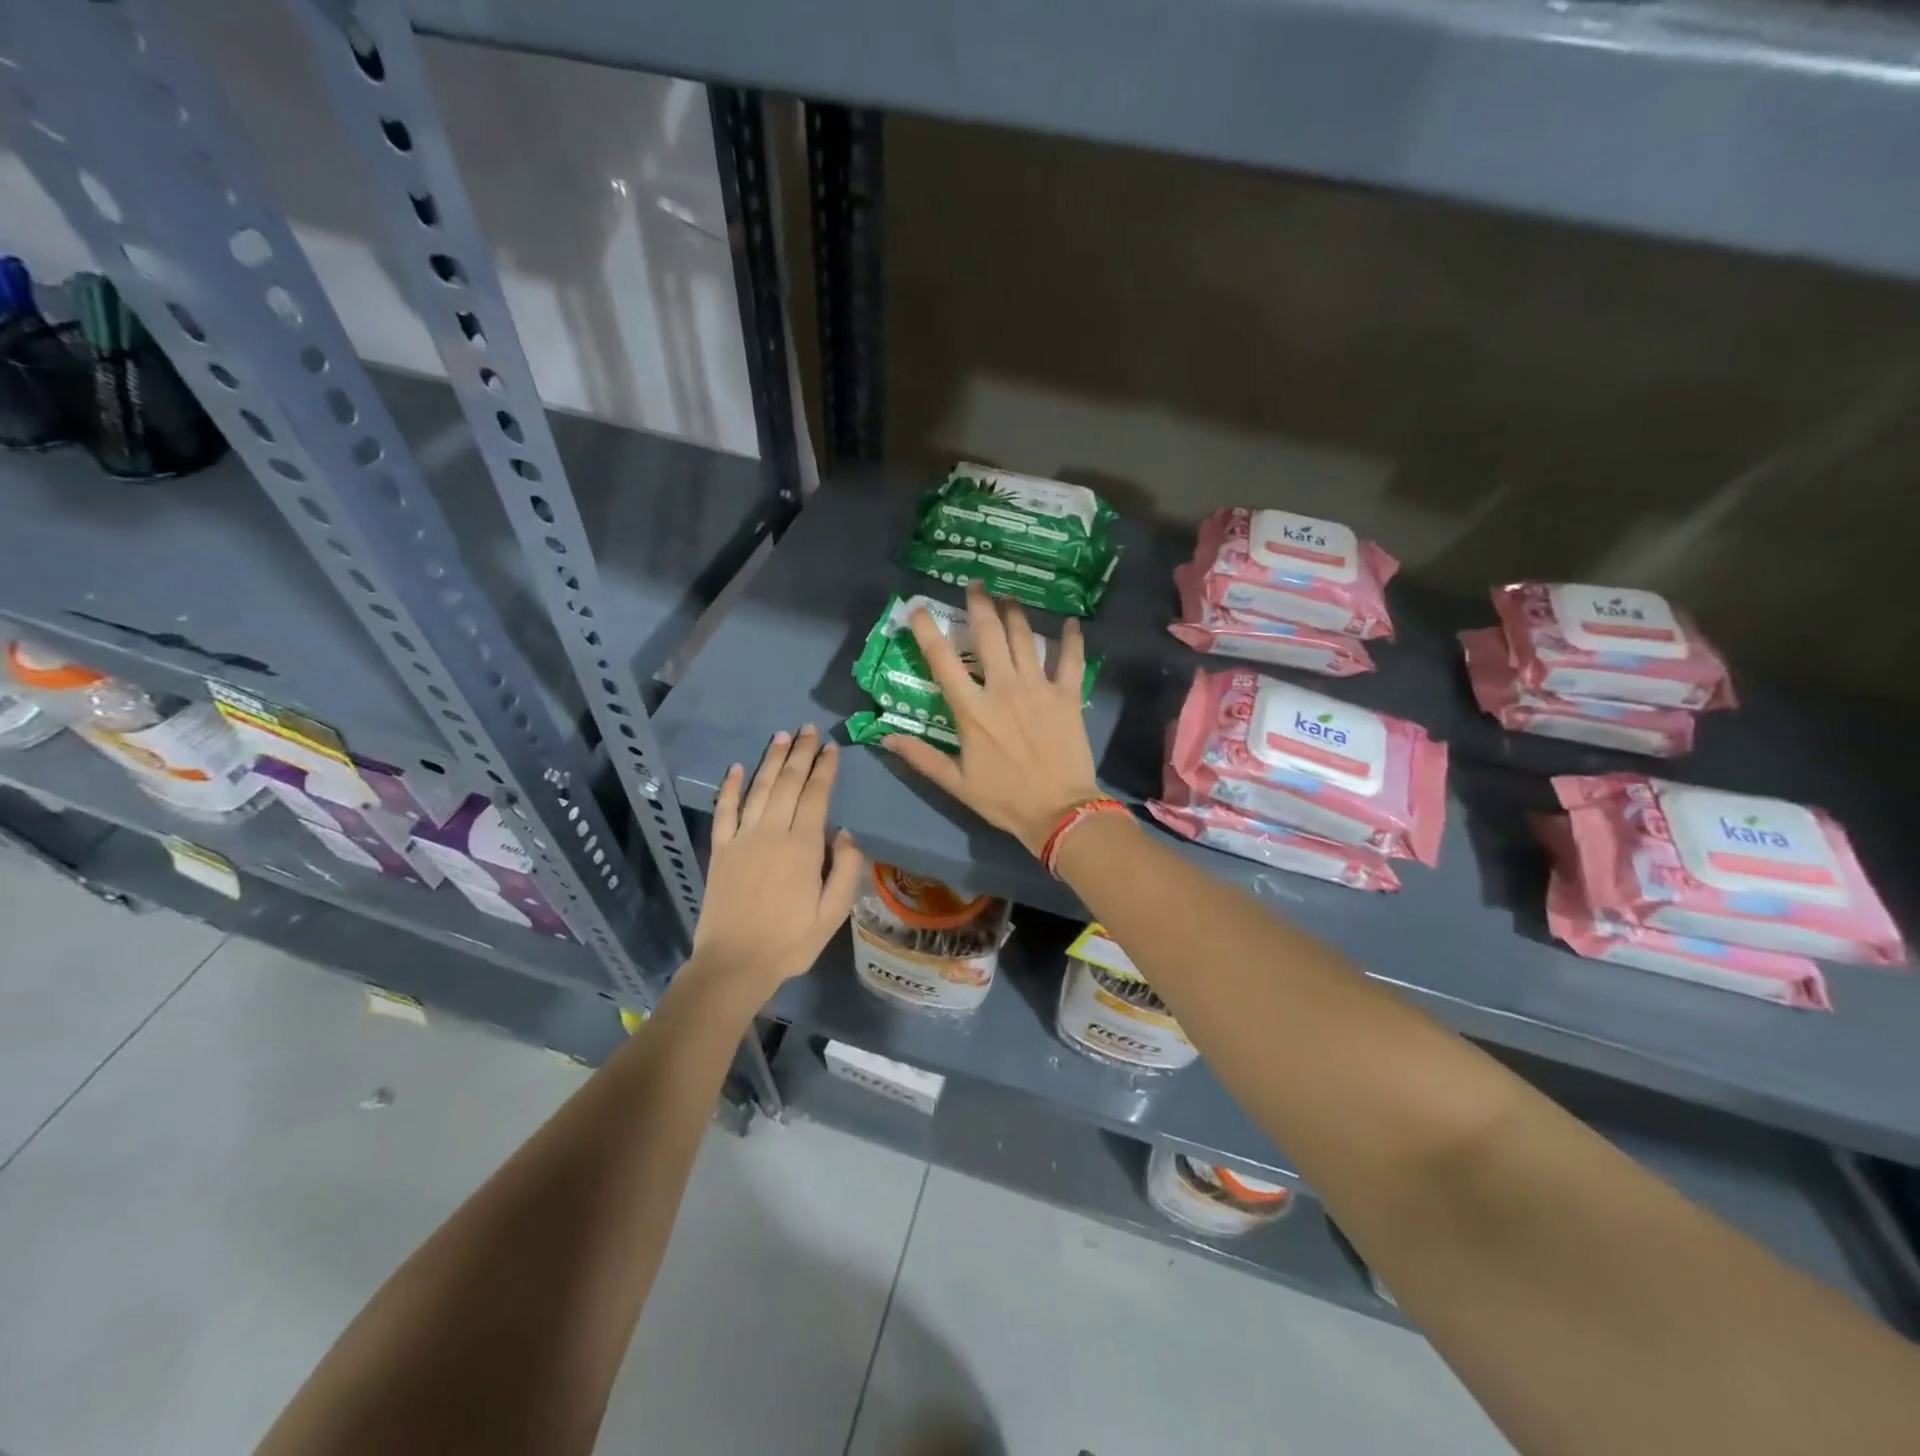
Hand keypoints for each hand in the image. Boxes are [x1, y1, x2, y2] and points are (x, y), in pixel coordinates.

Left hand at [689, 727, 863, 999]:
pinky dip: (730, 787)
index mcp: (803, 846)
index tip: (831, 747)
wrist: (735, 963)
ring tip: (782, 737)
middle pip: (788, 783)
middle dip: (801, 753)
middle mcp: (772, 832)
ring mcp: (742, 838)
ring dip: (771, 761)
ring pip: (759, 789)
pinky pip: (724, 810)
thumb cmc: (791, 941)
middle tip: (808, 729)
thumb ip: (845, 869)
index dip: (825, 769)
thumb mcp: (834, 912)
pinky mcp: (720, 850)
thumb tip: (844, 833)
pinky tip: (736, 767)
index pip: (816, 795)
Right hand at [882, 581, 1102, 855]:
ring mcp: (1039, 689)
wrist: (1059, 812)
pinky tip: (1071, 622)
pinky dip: (1072, 639)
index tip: (919, 608)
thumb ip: (921, 757)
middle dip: (979, 604)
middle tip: (975, 585)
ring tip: (1008, 596)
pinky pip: (1070, 659)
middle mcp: (1004, 689)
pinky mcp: (1067, 695)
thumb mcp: (956, 783)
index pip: (943, 662)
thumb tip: (885, 737)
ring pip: (1025, 638)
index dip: (928, 631)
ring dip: (1015, 613)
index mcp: (972, 710)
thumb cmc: (1004, 799)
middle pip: (989, 635)